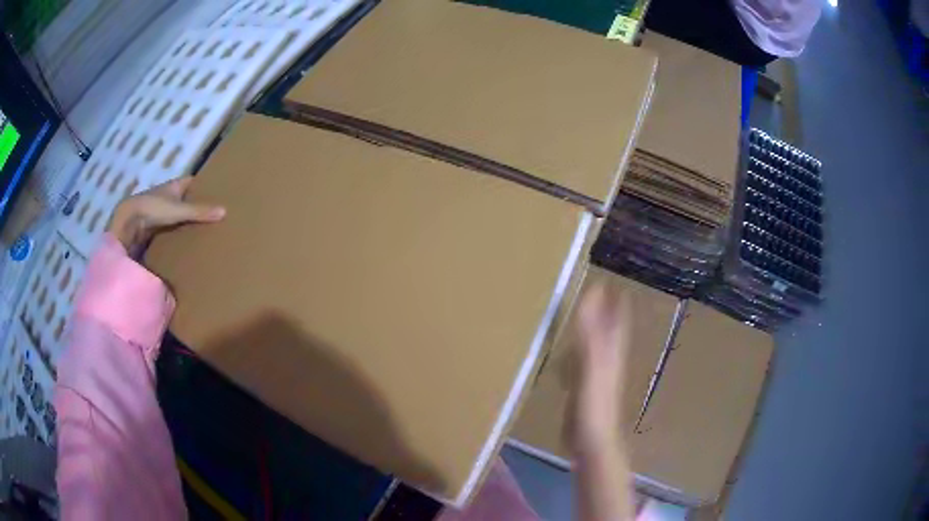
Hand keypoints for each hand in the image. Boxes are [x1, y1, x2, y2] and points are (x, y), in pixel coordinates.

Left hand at [107, 176, 224, 251]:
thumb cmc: (152, 208)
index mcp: (174, 186)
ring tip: (204, 233)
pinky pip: (169, 230)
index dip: (204, 186)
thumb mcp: (178, 210)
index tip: (218, 192)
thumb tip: (225, 211)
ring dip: (186, 223)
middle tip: (214, 217)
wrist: (128, 222)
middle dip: (197, 206)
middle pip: (185, 200)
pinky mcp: (153, 228)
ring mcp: (159, 213)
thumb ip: (199, 211)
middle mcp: (167, 197)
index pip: (193, 182)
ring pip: (177, 216)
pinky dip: (176, 235)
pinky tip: (186, 245)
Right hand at [570, 283, 630, 450]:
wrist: (592, 440)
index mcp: (611, 351)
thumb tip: (591, 296)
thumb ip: (591, 333)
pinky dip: (575, 351)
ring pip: (596, 344)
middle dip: (604, 310)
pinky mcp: (585, 388)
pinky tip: (565, 353)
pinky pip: (581, 362)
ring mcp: (597, 375)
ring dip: (589, 328)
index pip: (618, 319)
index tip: (608, 280)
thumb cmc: (594, 403)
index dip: (615, 300)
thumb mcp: (592, 365)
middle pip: (609, 328)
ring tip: (578, 313)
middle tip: (593, 290)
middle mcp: (607, 359)